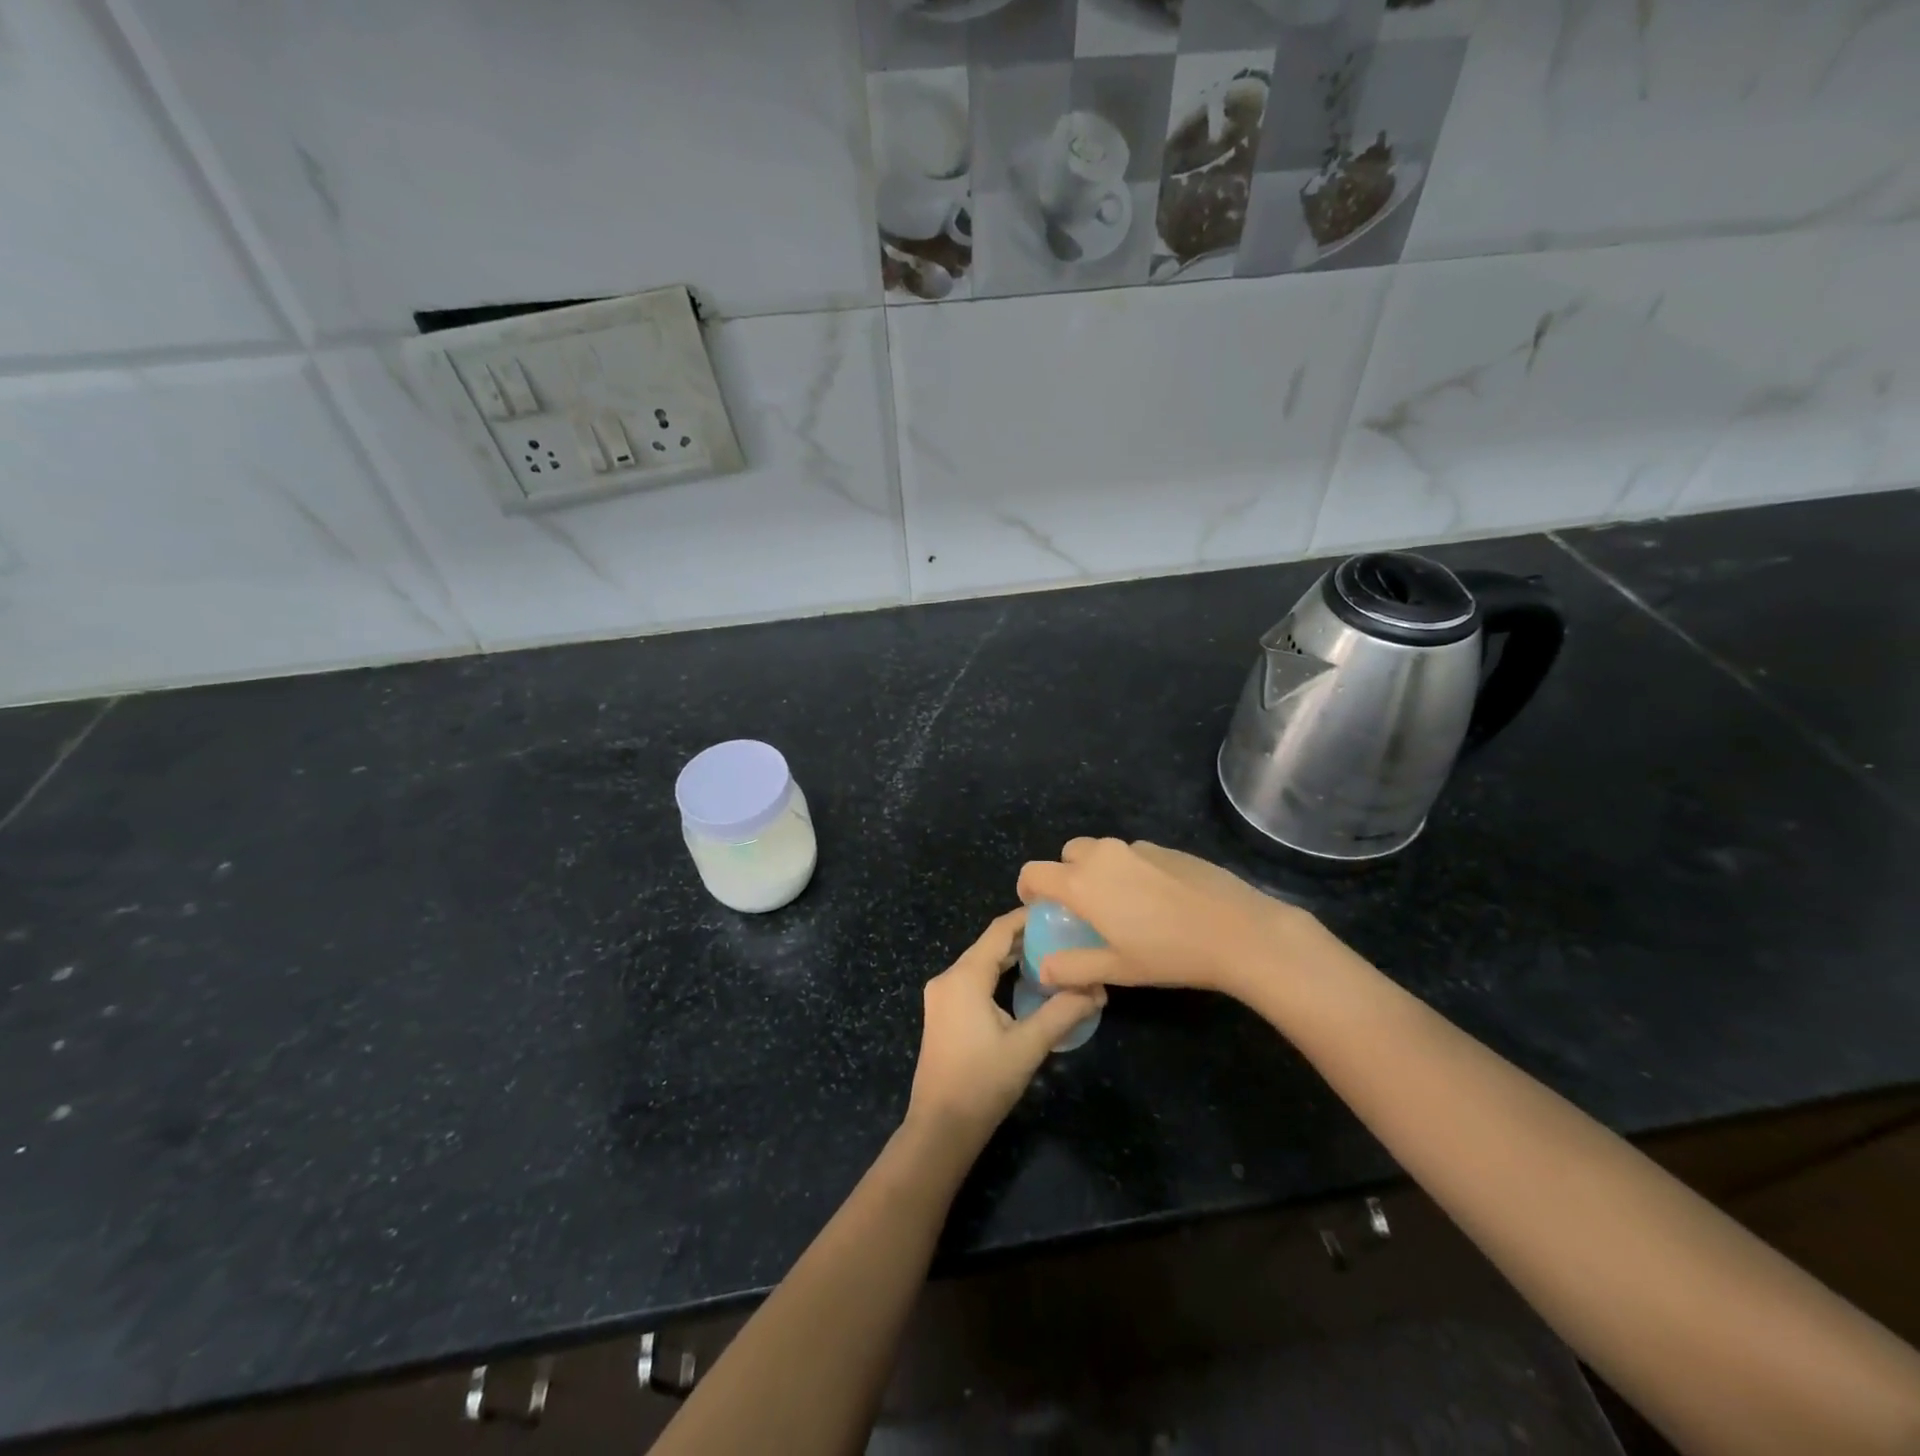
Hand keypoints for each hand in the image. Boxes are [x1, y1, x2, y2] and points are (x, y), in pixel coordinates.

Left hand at [906, 908, 1103, 1143]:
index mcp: (964, 976)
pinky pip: (973, 980)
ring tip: (1050, 955)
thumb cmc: (983, 1082)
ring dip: (1011, 958)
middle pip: (989, 945)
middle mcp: (948, 978)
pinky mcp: (942, 1014)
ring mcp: (941, 997)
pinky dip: (998, 975)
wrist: (941, 1128)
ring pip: (980, 963)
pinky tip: (1023, 984)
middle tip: (1062, 934)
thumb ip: (1063, 1012)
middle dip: (1024, 938)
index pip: (999, 931)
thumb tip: (1098, 990)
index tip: (1057, 911)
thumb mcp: (1029, 1046)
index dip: (1027, 917)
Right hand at [1017, 838, 1320, 998]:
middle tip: (1082, 907)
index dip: (1028, 887)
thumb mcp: (1117, 969)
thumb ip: (1073, 967)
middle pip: (1068, 853)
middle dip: (1065, 874)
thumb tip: (1043, 968)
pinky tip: (1157, 900)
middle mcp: (1103, 856)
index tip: (1037, 906)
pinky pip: (1132, 854)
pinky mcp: (1166, 848)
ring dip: (1098, 871)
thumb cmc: (1169, 953)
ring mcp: (1137, 848)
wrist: (1237, 930)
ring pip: (1102, 851)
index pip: (1035, 871)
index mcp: (1082, 883)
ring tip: (1121, 905)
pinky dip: (1129, 870)